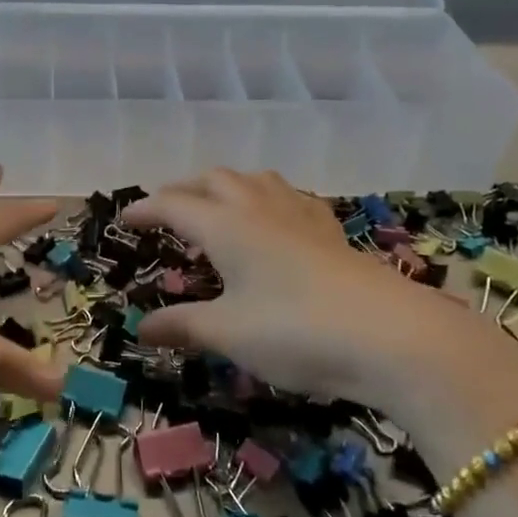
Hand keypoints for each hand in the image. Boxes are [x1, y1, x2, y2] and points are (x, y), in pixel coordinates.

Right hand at [126, 169, 517, 457]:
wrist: (392, 336)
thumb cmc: (295, 331)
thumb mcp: (229, 334)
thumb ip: (183, 326)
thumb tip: (142, 328)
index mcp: (226, 224)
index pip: (174, 204)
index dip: (146, 209)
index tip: (125, 219)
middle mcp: (259, 207)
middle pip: (214, 180)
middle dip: (185, 189)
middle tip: (168, 210)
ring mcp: (300, 216)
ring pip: (256, 180)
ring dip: (228, 185)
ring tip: (219, 205)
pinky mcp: (333, 232)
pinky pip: (291, 198)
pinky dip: (269, 199)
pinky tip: (277, 221)